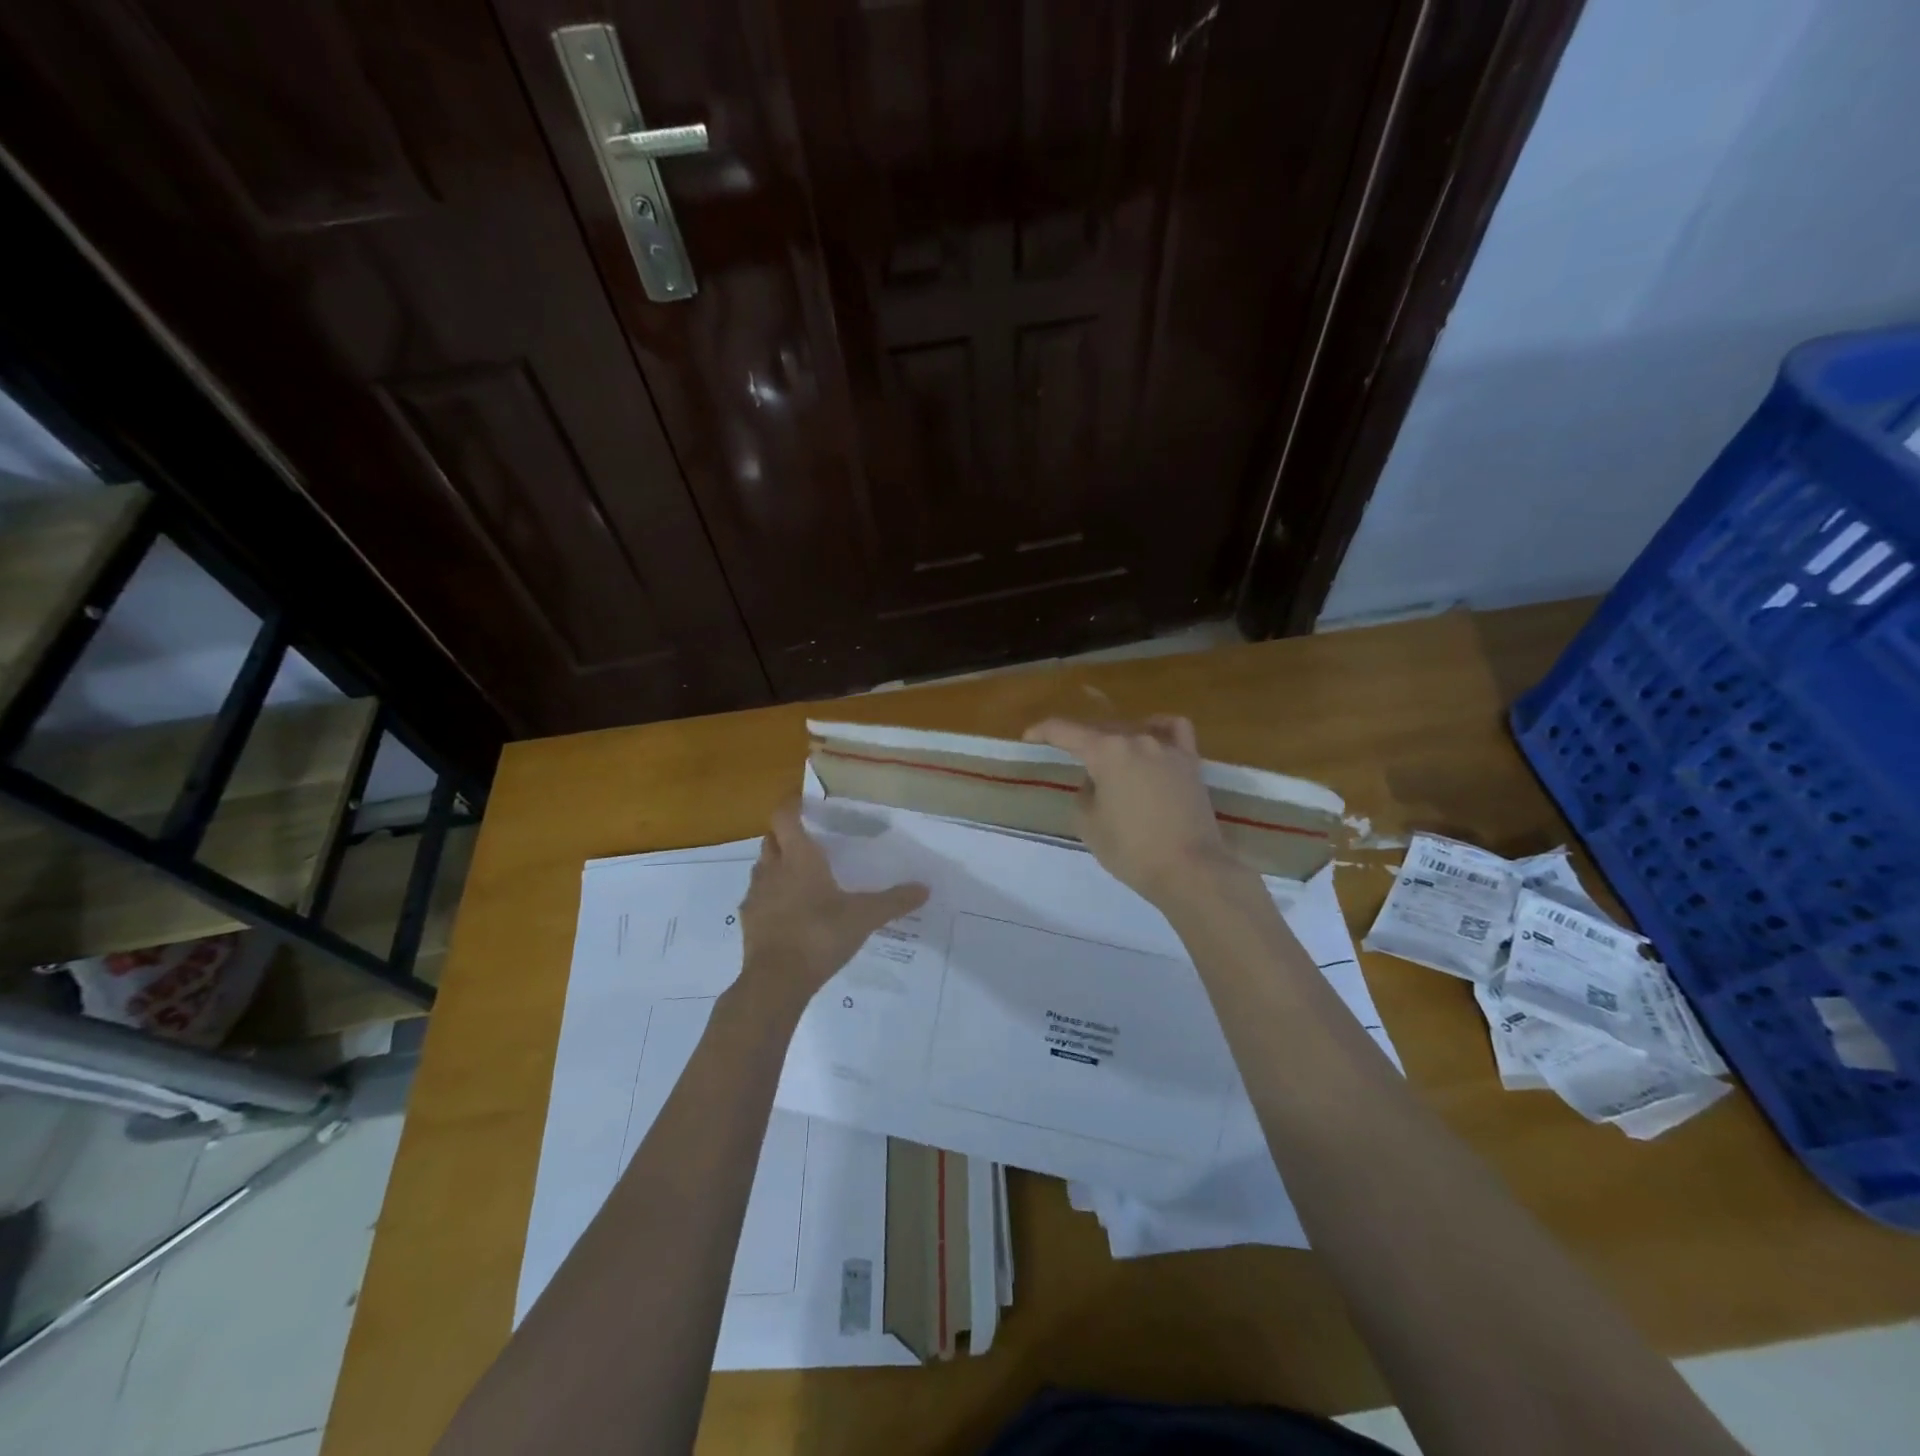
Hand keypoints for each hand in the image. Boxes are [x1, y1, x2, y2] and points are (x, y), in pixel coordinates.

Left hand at [736, 803, 928, 1006]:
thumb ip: (894, 901)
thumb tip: (924, 888)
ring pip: (762, 866)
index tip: (804, 803)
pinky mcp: (749, 921)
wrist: (776, 981)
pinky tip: (788, 911)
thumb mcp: (865, 917)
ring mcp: (756, 895)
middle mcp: (773, 869)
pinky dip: (770, 895)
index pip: (784, 817)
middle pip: (771, 838)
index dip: (791, 805)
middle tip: (808, 839)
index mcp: (799, 858)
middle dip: (785, 834)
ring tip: (799, 874)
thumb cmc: (820, 935)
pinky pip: (757, 897)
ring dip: (776, 863)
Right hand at [1023, 715, 1238, 904]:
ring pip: (1133, 730)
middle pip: (1100, 730)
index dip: (1042, 732)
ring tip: (1108, 759)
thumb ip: (1084, 794)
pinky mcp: (1191, 762)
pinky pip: (1173, 730)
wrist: (1189, 870)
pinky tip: (1151, 739)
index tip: (1028, 738)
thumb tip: (1096, 781)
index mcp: (1106, 751)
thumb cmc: (1131, 850)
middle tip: (1067, 757)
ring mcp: (1167, 748)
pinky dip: (1158, 729)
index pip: (1065, 731)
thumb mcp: (1089, 825)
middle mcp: (1136, 739)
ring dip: (1115, 741)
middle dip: (1079, 741)